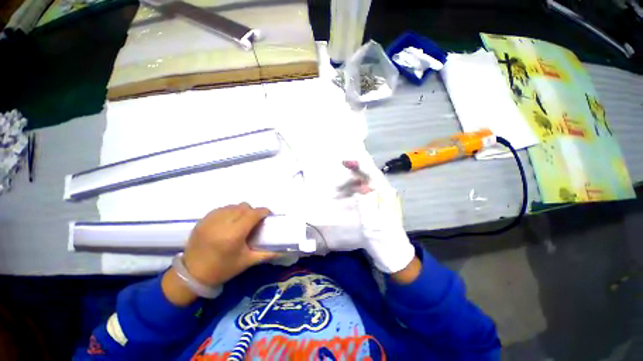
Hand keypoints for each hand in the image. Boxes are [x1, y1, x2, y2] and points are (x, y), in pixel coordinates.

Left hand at [163, 203, 276, 305]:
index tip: (268, 215)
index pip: (253, 214)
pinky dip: (229, 211)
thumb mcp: (247, 262)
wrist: (192, 274)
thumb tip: (283, 251)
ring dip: (241, 210)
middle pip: (244, 207)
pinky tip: (229, 221)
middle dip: (253, 211)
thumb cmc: (223, 269)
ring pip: (233, 206)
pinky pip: (222, 208)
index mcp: (234, 234)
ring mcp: (211, 220)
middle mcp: (222, 223)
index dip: (263, 211)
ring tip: (241, 220)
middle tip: (255, 220)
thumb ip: (266, 254)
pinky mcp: (203, 220)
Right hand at [339, 160, 416, 273]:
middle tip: (337, 186)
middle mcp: (385, 194)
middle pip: (368, 178)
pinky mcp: (378, 205)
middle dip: (351, 178)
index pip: (372, 175)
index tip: (345, 162)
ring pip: (365, 185)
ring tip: (338, 194)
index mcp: (386, 196)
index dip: (359, 166)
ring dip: (351, 186)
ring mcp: (382, 199)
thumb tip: (362, 185)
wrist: (393, 254)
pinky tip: (345, 198)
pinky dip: (353, 193)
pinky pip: (364, 193)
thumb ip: (367, 202)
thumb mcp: (373, 223)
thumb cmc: (383, 240)